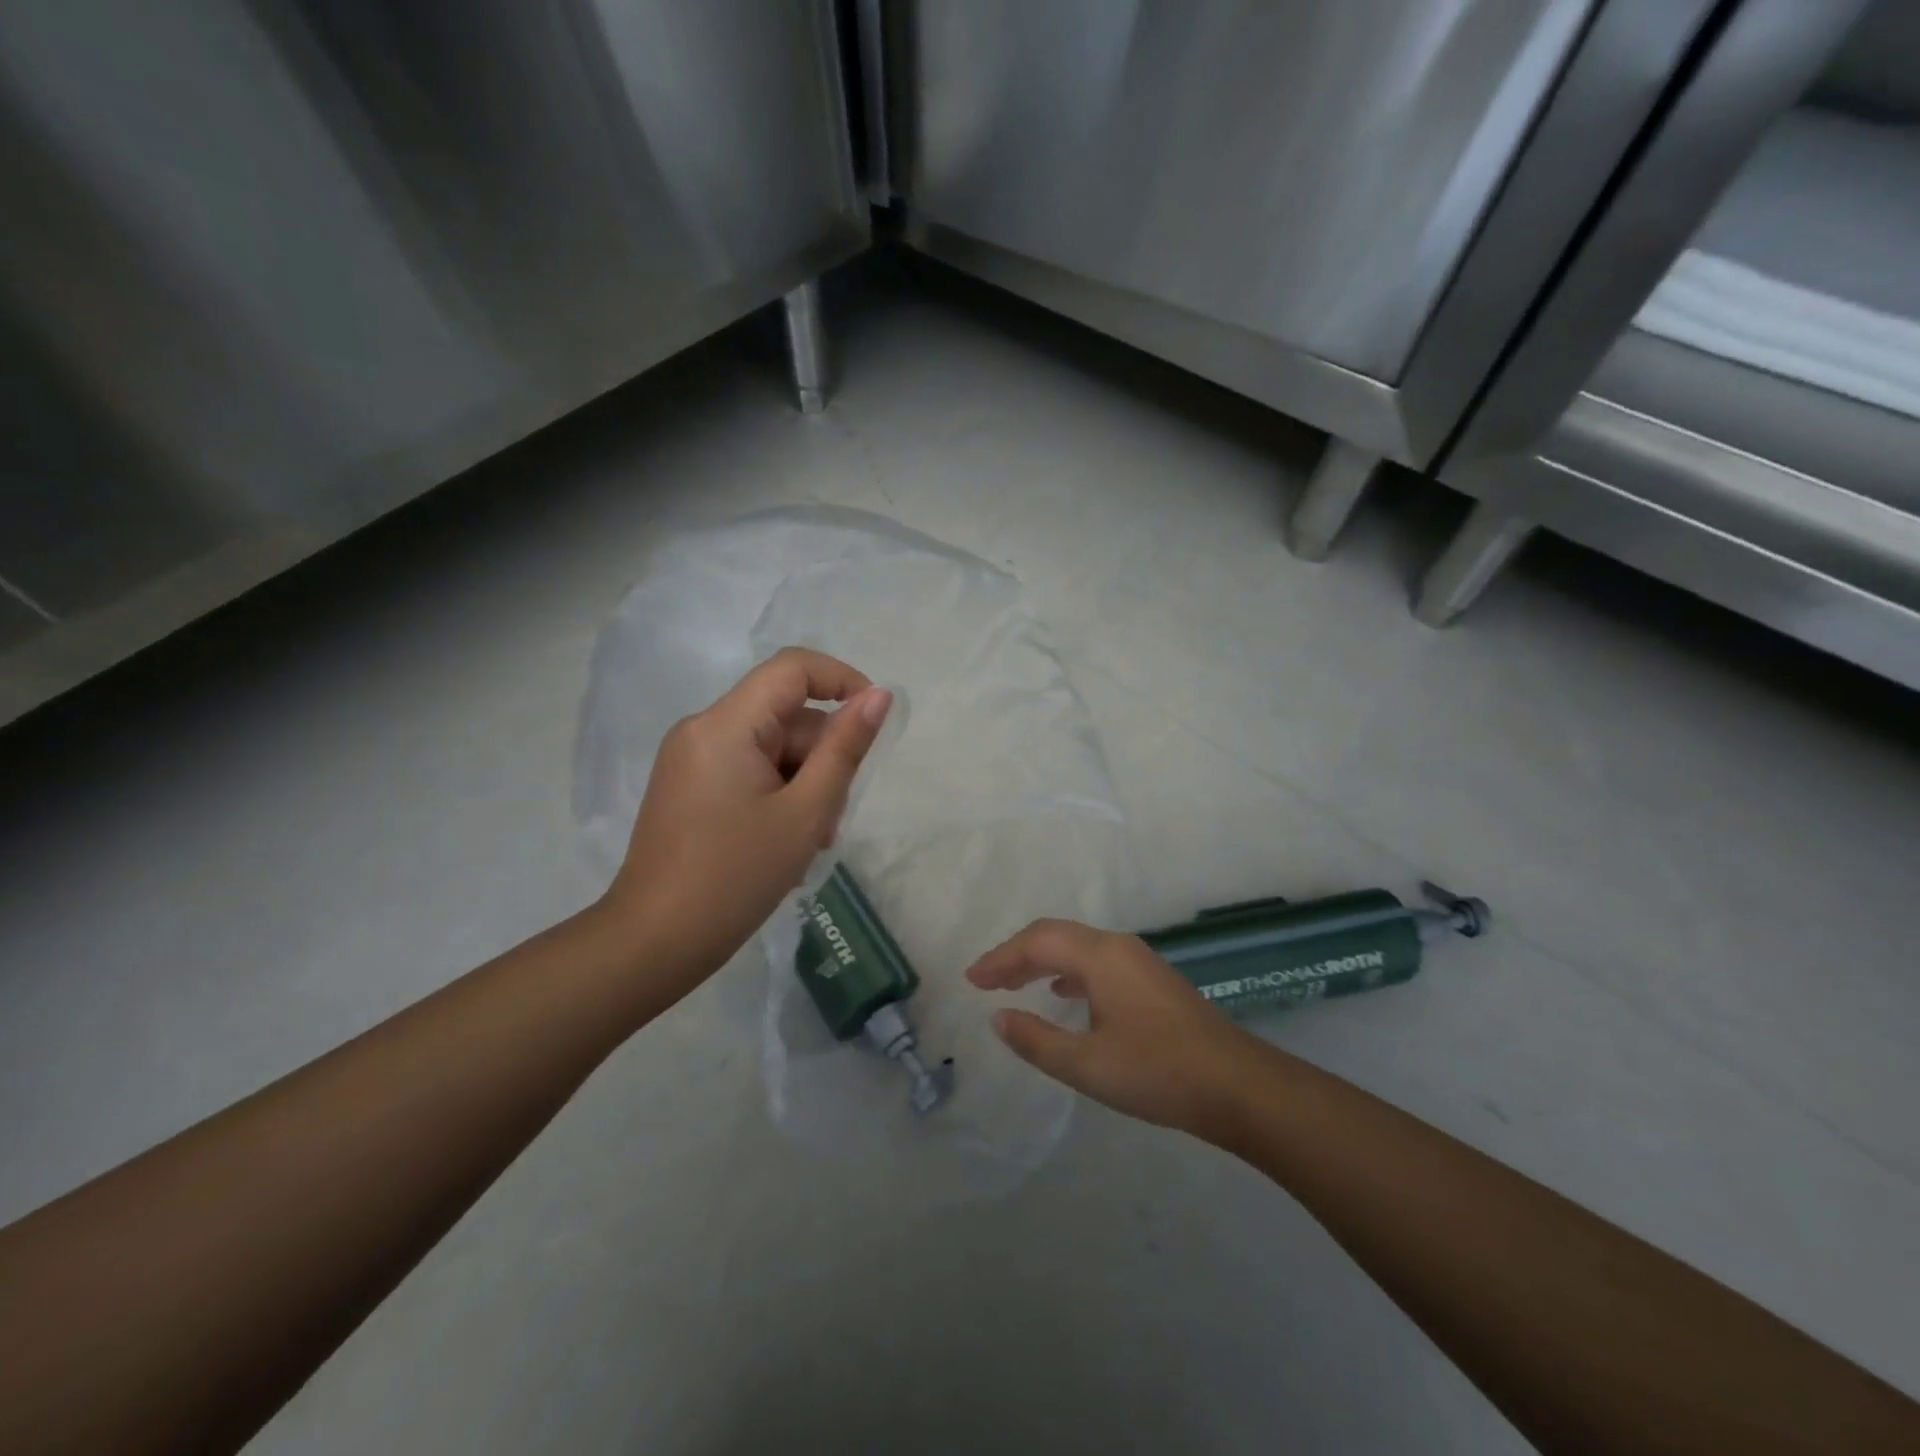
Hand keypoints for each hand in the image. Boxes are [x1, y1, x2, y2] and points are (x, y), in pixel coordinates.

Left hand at [603, 647, 890, 989]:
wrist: (655, 942)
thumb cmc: (737, 877)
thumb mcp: (806, 812)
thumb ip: (845, 748)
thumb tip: (879, 696)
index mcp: (726, 725)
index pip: (793, 668)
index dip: (842, 680)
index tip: (873, 721)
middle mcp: (702, 728)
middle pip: (784, 716)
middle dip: (821, 757)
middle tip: (831, 818)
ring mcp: (691, 758)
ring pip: (770, 747)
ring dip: (802, 783)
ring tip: (809, 840)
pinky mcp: (689, 785)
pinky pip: (748, 769)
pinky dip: (777, 793)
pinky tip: (783, 840)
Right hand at [967, 919, 1268, 1136]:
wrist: (1238, 1087)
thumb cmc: (1158, 1073)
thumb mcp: (1088, 1065)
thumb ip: (1037, 1040)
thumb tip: (998, 1018)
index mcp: (1100, 956)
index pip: (1037, 942)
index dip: (1000, 959)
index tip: (971, 980)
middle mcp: (1118, 947)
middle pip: (1056, 936)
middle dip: (1017, 955)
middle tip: (986, 981)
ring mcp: (1139, 961)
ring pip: (1077, 947)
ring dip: (1042, 961)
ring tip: (1014, 985)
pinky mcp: (1151, 981)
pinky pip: (1096, 962)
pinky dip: (1067, 971)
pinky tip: (1063, 994)